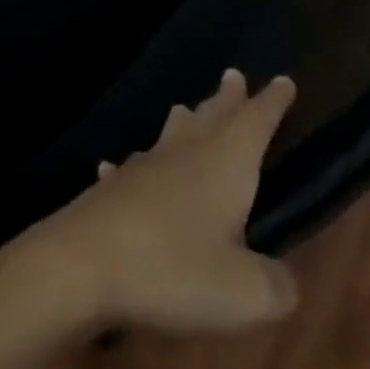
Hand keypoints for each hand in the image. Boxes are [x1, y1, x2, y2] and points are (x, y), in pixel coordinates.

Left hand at [7, 70, 299, 335]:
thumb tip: (283, 278)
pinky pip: (132, 168)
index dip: (271, 104)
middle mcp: (184, 154)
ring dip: (185, 121)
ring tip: (188, 111)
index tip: (283, 79)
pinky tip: (123, 167)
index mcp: (223, 165)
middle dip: (227, 99)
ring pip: (171, 134)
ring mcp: (143, 167)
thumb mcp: (245, 292)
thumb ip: (275, 284)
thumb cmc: (175, 269)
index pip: (253, 124)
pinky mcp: (114, 187)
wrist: (86, 261)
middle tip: (233, 75)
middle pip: (211, 117)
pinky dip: (139, 165)